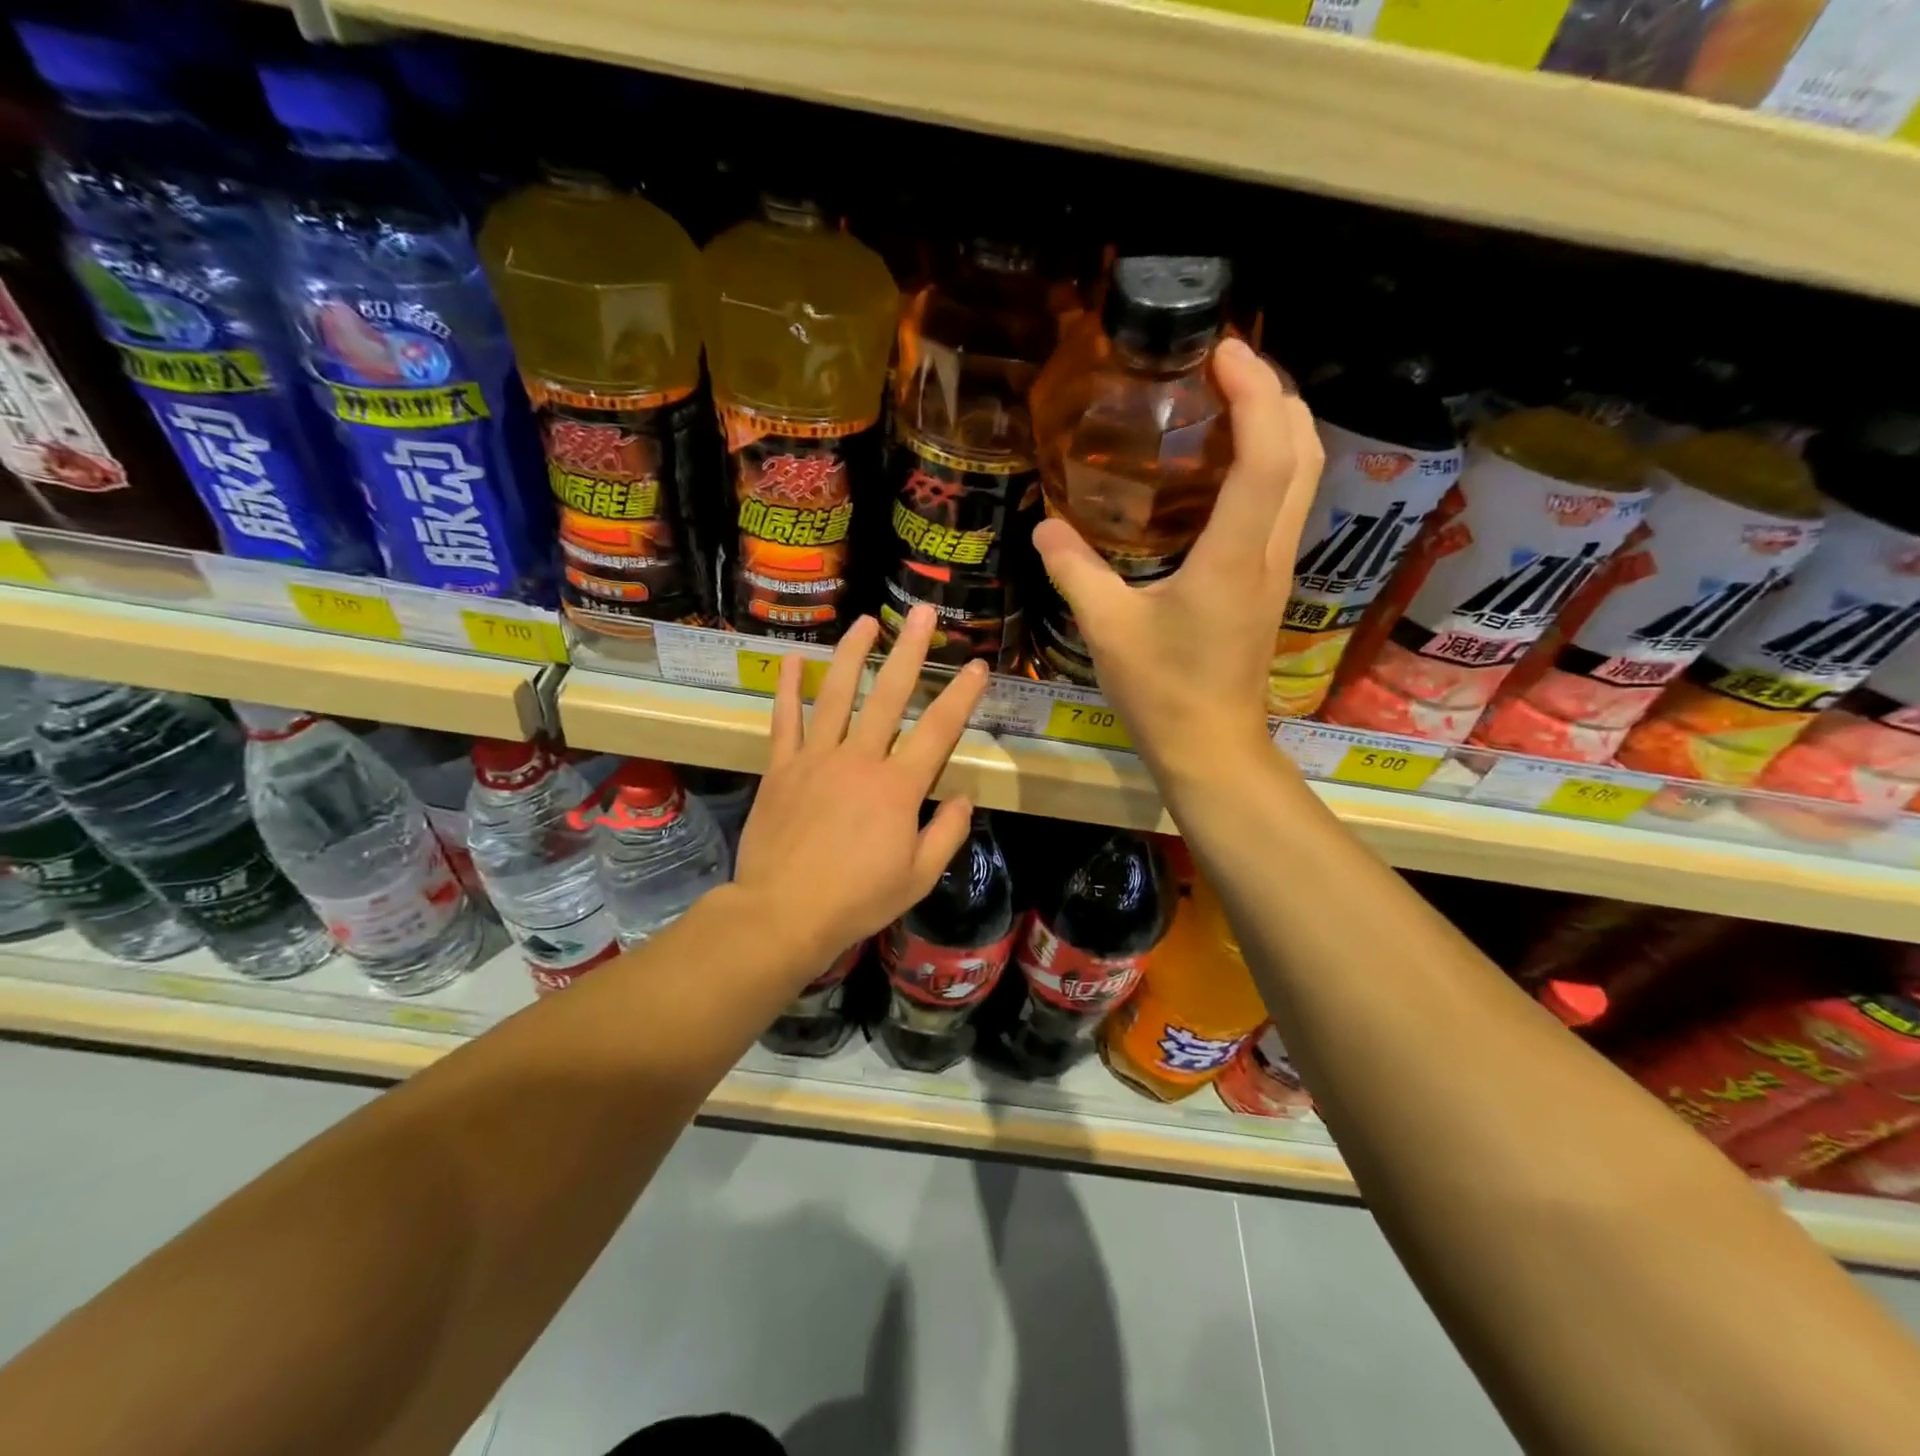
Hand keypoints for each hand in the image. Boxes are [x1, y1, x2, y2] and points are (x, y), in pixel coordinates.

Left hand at [733, 605, 990, 972]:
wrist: (782, 914)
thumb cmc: (856, 900)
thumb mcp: (918, 878)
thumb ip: (947, 834)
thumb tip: (964, 798)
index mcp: (898, 787)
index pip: (939, 730)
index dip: (961, 694)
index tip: (975, 664)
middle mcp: (860, 759)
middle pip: (888, 695)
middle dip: (908, 650)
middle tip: (920, 613)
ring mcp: (815, 758)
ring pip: (836, 694)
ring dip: (851, 654)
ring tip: (865, 621)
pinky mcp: (781, 768)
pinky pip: (785, 720)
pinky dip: (788, 688)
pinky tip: (793, 659)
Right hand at [1032, 337, 1322, 777]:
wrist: (1211, 746)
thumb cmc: (1163, 692)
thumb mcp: (1107, 630)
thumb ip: (1074, 572)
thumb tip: (1044, 528)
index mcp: (1232, 557)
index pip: (1266, 455)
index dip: (1254, 392)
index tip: (1223, 350)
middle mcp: (1267, 552)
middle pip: (1303, 451)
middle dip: (1276, 393)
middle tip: (1226, 364)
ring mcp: (1275, 567)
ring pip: (1304, 476)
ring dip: (1279, 425)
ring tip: (1230, 399)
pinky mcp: (1267, 582)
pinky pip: (1284, 503)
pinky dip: (1270, 463)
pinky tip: (1225, 466)